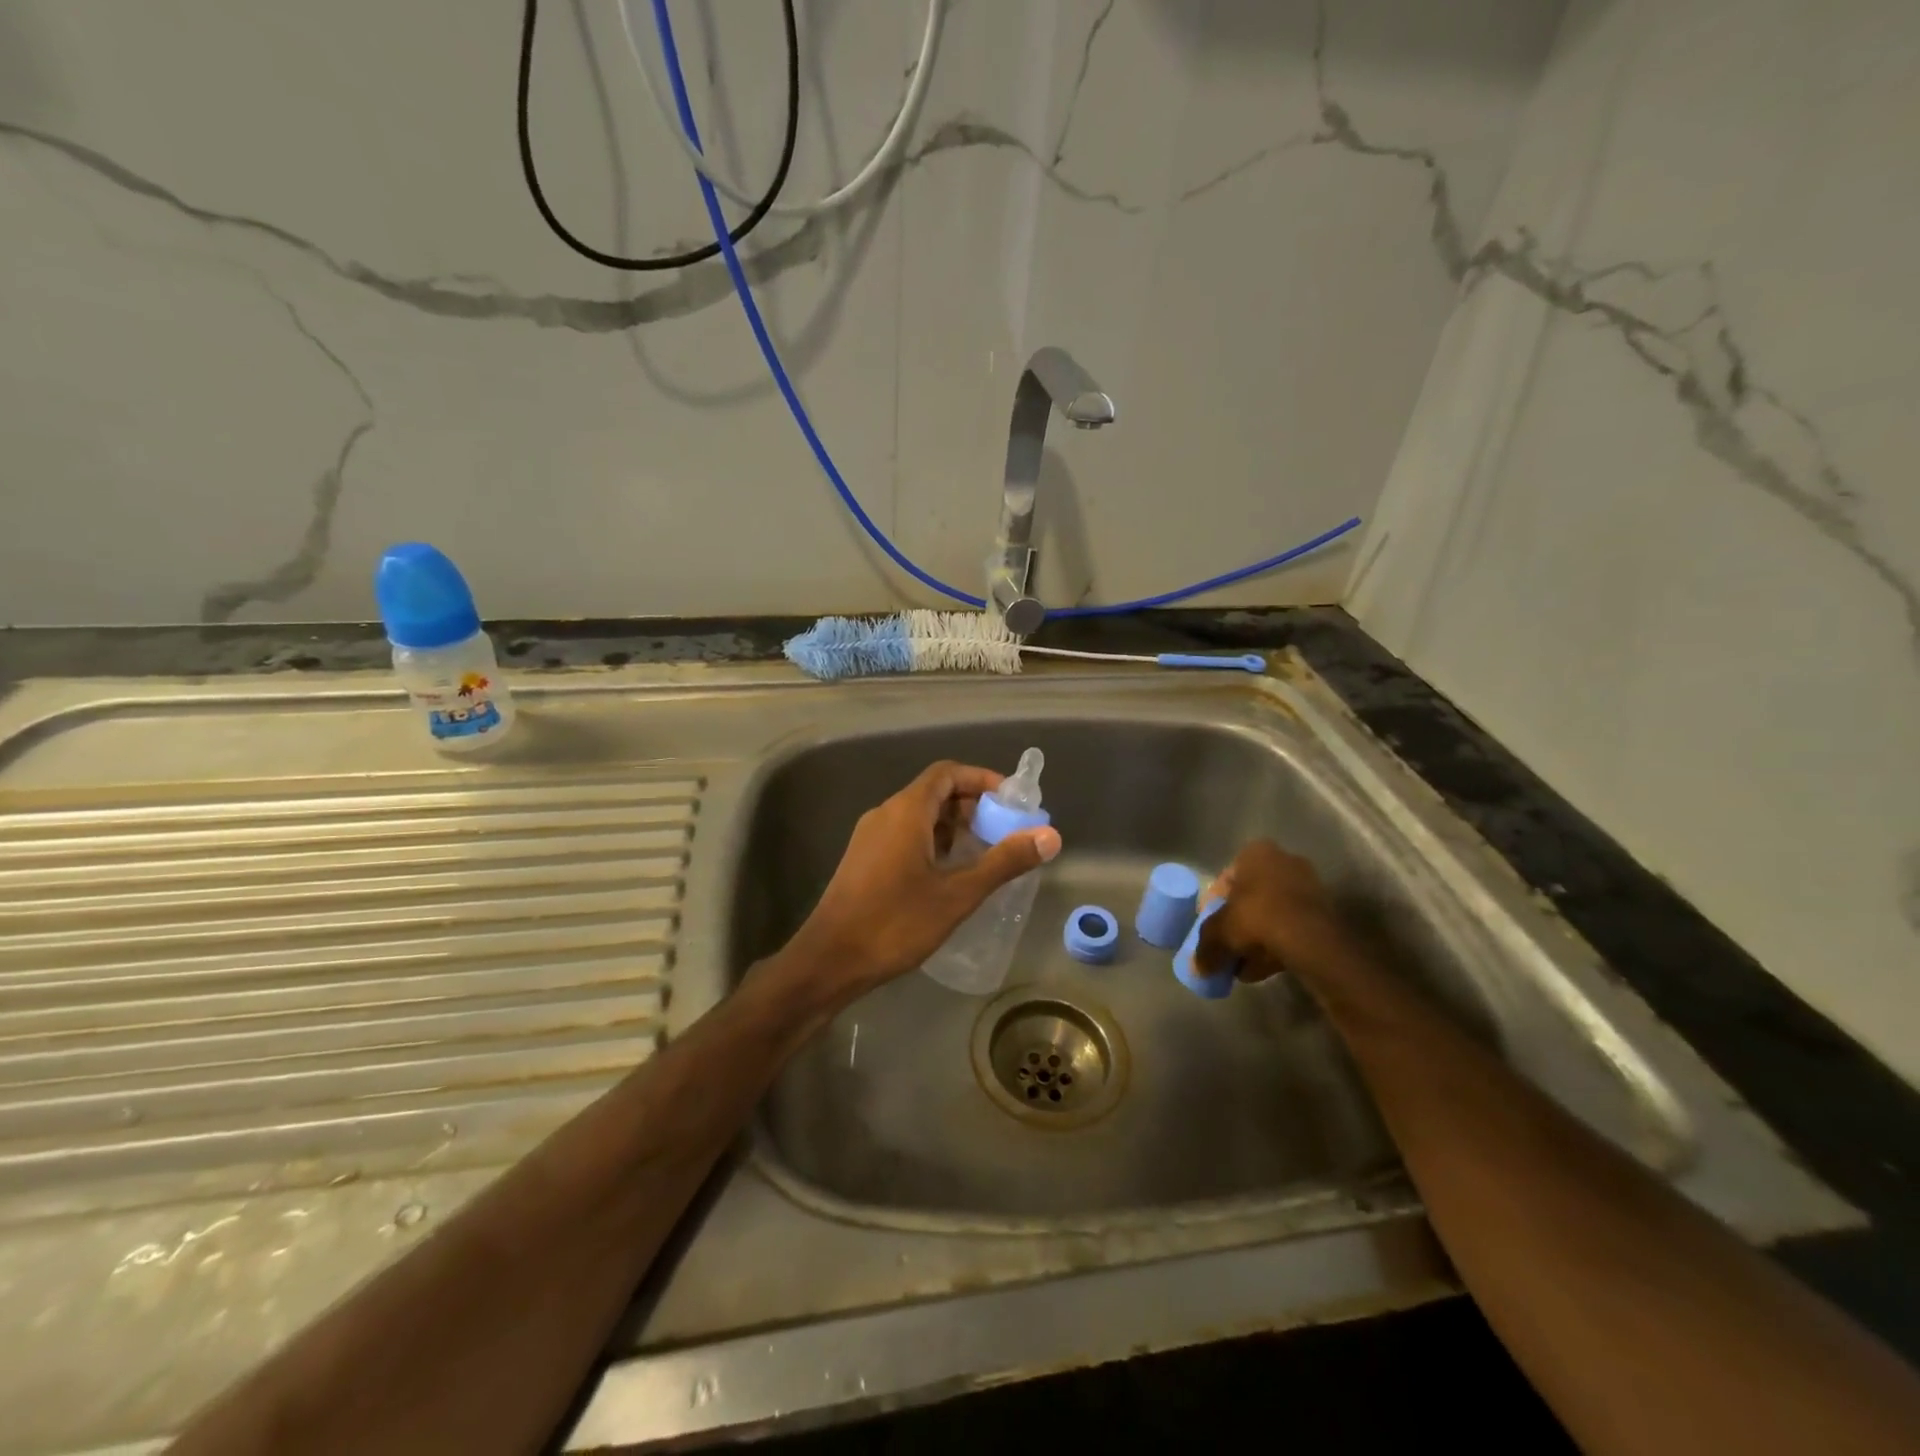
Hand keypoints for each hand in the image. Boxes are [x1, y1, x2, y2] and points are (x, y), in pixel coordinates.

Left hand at [784, 760, 1061, 1003]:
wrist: (829, 960)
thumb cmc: (895, 923)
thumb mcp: (957, 894)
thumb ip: (1003, 862)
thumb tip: (1050, 836)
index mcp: (906, 811)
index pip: (947, 773)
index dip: (982, 779)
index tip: (1012, 800)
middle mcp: (885, 814)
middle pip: (934, 792)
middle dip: (972, 805)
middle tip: (1005, 830)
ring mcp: (870, 837)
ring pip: (919, 816)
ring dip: (953, 826)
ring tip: (985, 853)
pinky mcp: (864, 860)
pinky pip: (905, 836)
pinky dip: (933, 842)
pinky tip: (950, 874)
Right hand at [1194, 839, 1354, 983]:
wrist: (1310, 940)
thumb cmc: (1256, 919)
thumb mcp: (1218, 933)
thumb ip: (1205, 947)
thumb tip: (1198, 968)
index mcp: (1255, 853)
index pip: (1225, 880)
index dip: (1213, 907)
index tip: (1211, 930)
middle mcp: (1284, 861)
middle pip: (1250, 897)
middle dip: (1238, 924)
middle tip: (1228, 947)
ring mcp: (1308, 885)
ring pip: (1272, 914)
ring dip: (1257, 938)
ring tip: (1245, 965)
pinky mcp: (1324, 911)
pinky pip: (1292, 926)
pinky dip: (1278, 944)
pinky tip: (1265, 968)